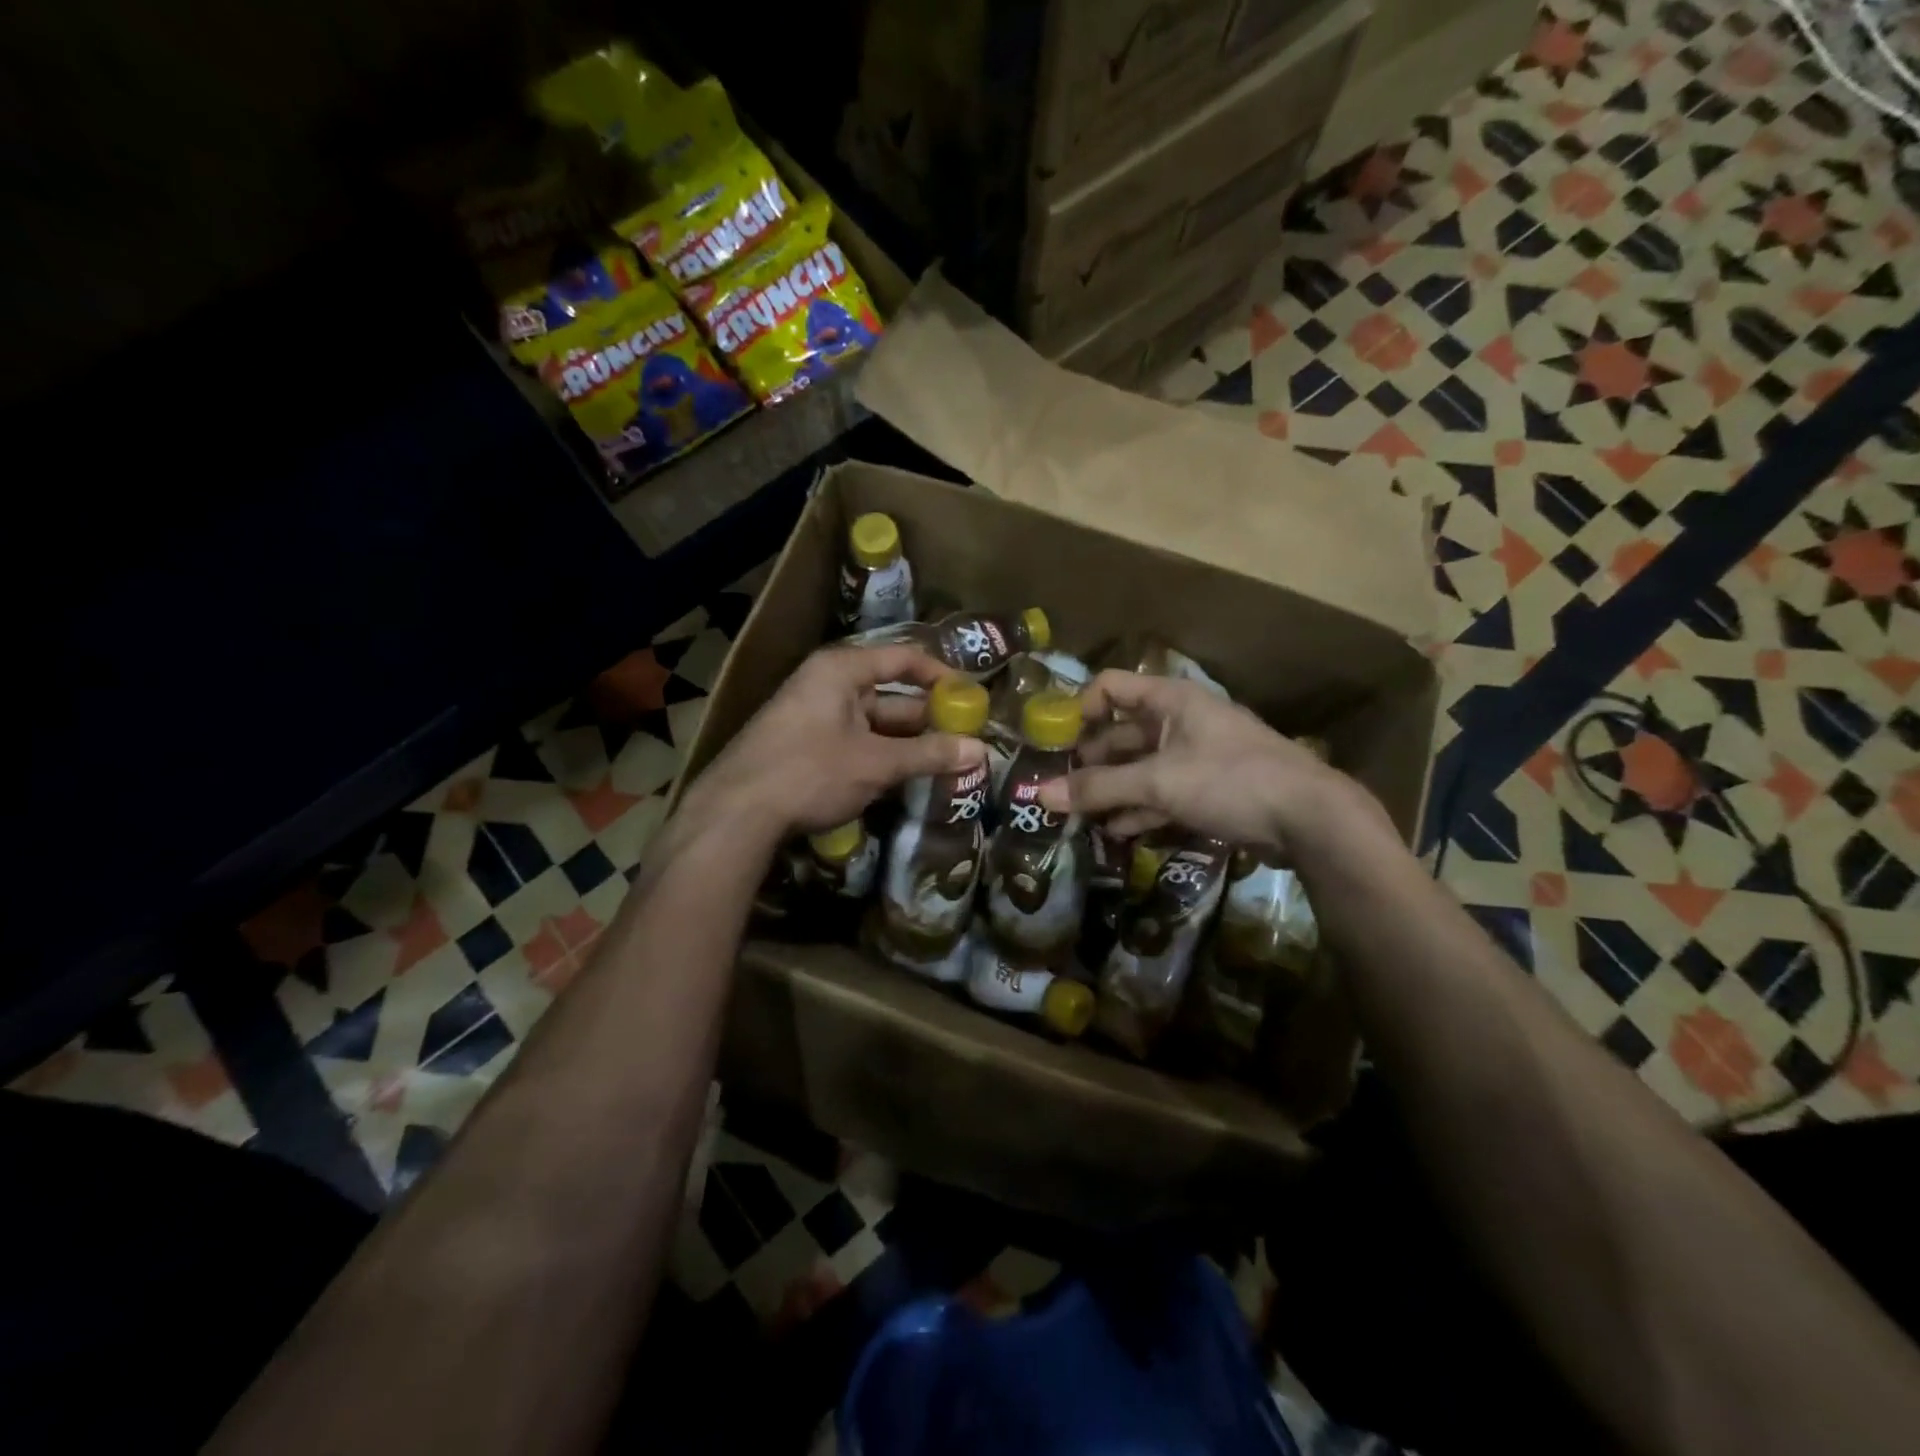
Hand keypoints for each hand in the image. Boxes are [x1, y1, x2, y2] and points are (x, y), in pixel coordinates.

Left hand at [689, 645, 986, 837]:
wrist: (736, 812)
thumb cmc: (811, 772)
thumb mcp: (877, 764)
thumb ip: (929, 755)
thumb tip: (981, 751)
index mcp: (842, 670)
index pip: (903, 659)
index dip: (941, 675)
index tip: (972, 698)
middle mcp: (828, 684)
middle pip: (891, 693)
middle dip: (929, 718)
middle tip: (968, 738)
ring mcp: (815, 715)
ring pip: (875, 723)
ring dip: (908, 743)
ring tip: (948, 762)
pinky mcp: (806, 745)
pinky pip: (856, 742)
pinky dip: (882, 756)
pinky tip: (908, 777)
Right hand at [1037, 670, 1357, 846]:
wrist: (1309, 817)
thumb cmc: (1229, 780)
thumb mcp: (1158, 782)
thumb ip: (1099, 789)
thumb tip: (1042, 795)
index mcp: (1170, 700)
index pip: (1110, 687)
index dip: (1080, 709)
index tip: (1059, 745)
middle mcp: (1180, 721)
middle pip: (1121, 732)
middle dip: (1091, 759)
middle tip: (1063, 788)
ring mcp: (1196, 755)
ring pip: (1141, 766)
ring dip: (1113, 789)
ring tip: (1082, 815)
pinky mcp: (1209, 788)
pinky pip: (1162, 792)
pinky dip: (1139, 807)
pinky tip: (1118, 830)